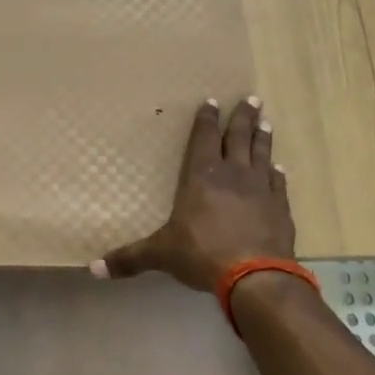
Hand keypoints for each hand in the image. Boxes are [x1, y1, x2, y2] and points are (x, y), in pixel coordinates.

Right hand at [92, 96, 293, 291]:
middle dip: (242, 117)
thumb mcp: (161, 254)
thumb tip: (93, 268)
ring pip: (262, 154)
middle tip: (251, 98)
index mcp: (201, 176)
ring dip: (262, 137)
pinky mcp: (280, 207)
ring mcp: (260, 189)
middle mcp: (233, 174)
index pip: (204, 139)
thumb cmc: (202, 254)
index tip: (212, 101)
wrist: (256, 276)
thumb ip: (129, 258)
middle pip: (238, 137)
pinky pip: (278, 183)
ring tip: (266, 121)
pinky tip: (279, 168)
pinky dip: (278, 173)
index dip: (207, 120)